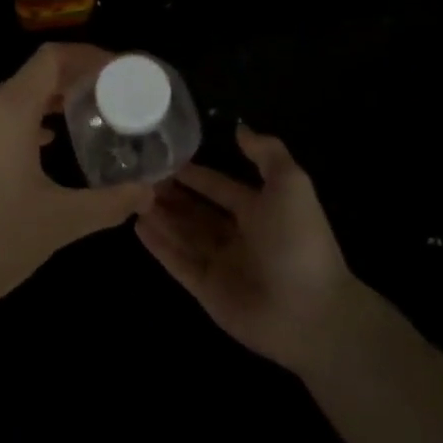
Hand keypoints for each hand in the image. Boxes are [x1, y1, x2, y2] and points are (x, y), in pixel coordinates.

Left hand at [0, 44, 156, 327]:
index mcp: (6, 109)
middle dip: (69, 84)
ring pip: (5, 98)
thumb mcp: (59, 223)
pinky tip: (31, 148)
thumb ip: (109, 203)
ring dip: (40, 105)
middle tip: (104, 101)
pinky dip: (13, 122)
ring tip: (74, 123)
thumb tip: (148, 193)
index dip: (88, 57)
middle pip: (30, 77)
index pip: (52, 58)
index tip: (116, 71)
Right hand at [136, 126, 359, 373]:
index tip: (165, 157)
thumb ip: (267, 153)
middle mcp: (239, 236)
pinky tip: (137, 226)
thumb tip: (240, 128)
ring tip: (131, 196)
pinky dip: (159, 245)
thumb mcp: (291, 185)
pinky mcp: (207, 290)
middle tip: (139, 176)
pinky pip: (178, 262)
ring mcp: (222, 265)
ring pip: (184, 234)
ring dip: (161, 216)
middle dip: (172, 194)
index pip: (220, 187)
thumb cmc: (298, 243)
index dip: (195, 174)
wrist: (310, 314)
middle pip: (197, 211)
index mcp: (260, 212)